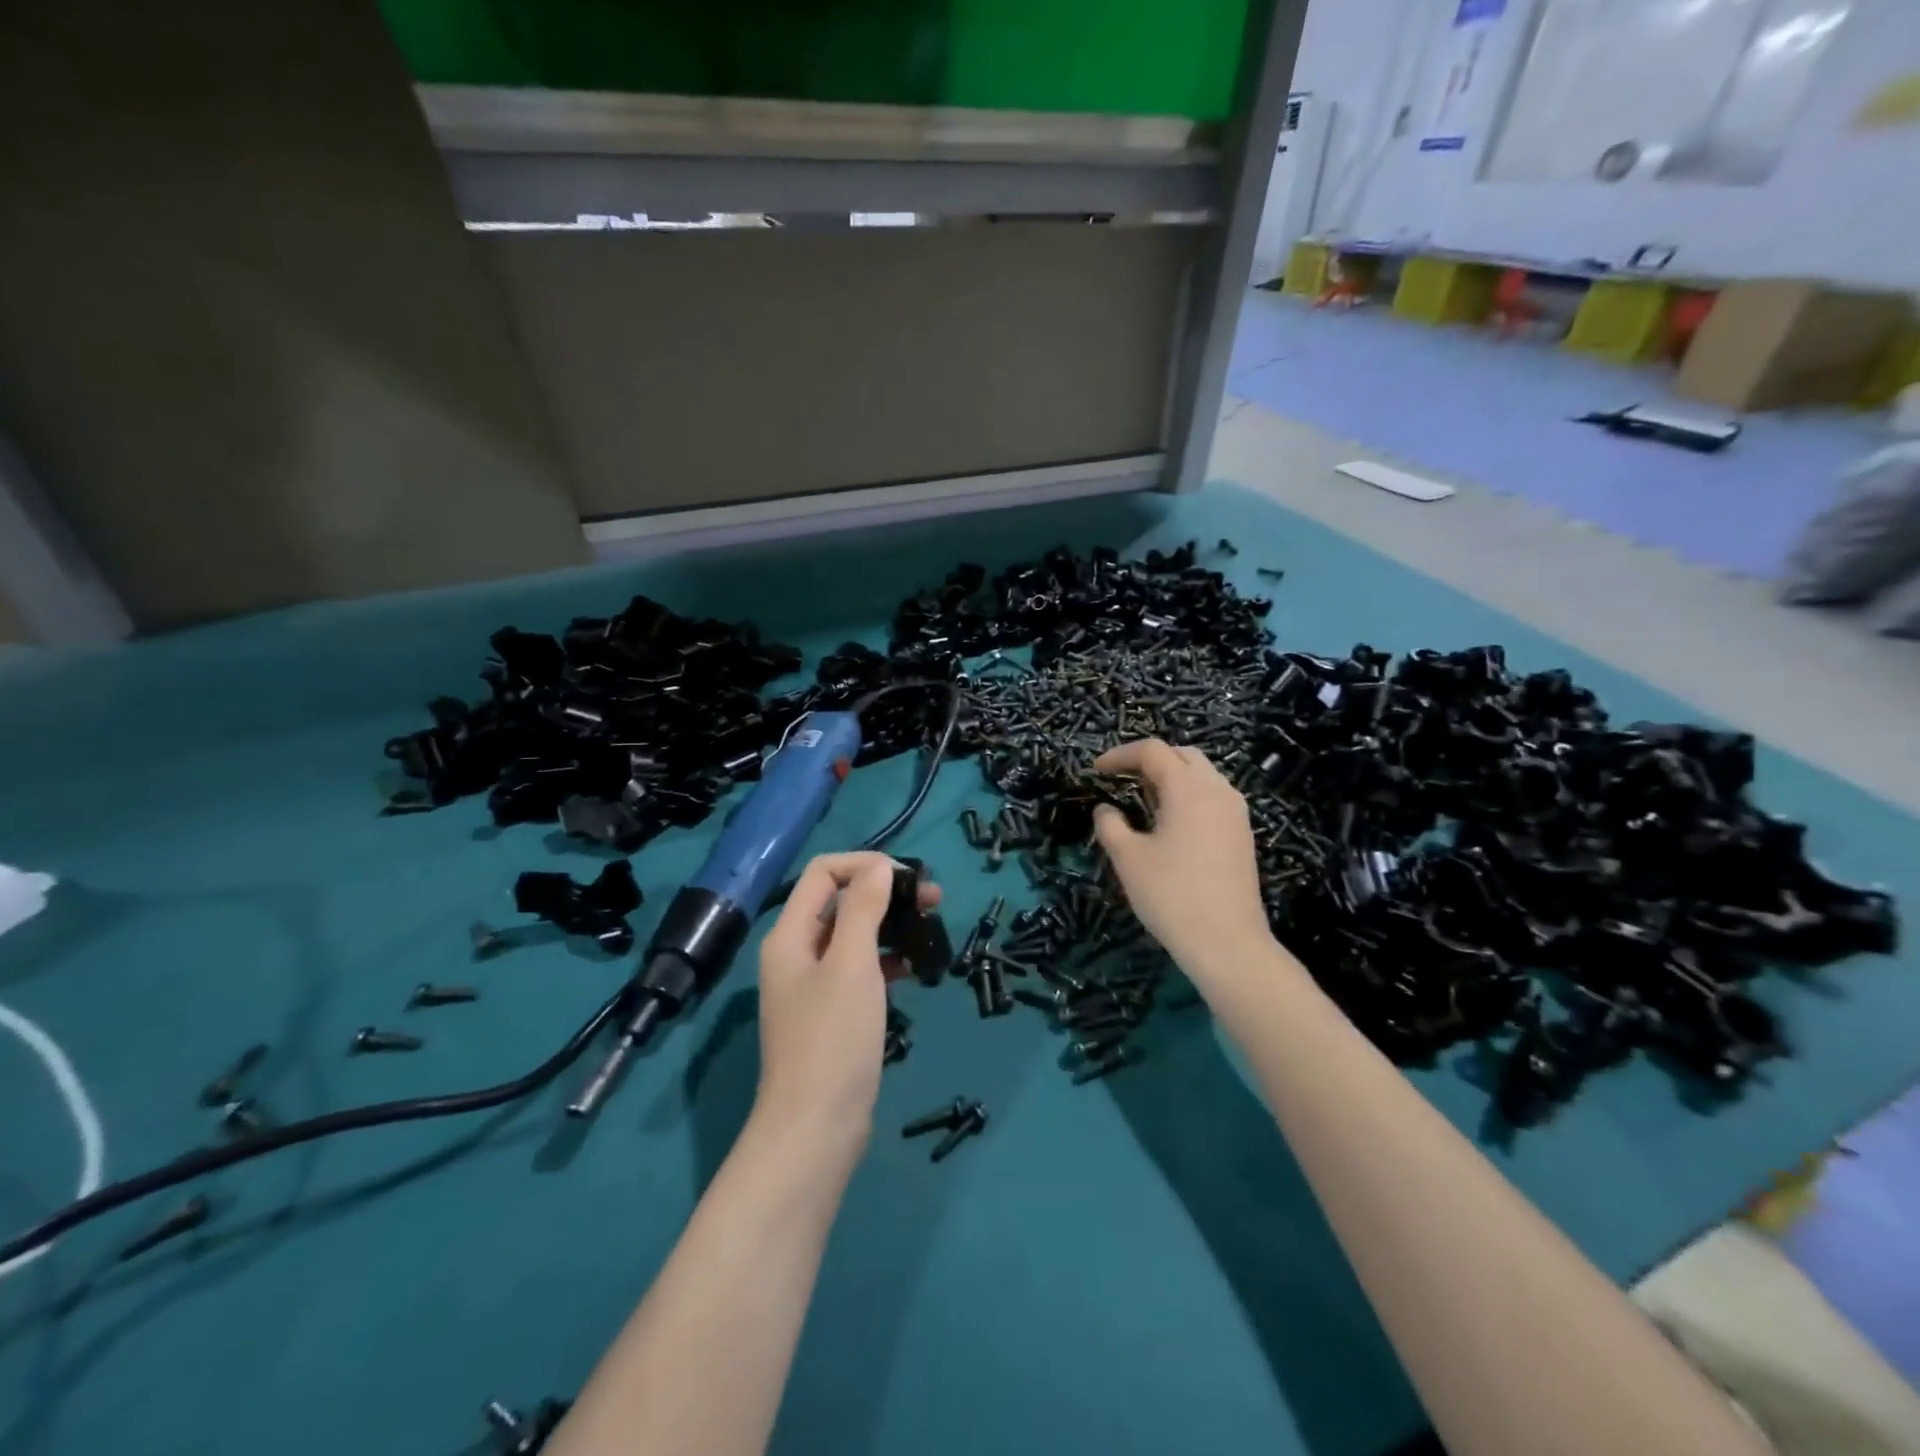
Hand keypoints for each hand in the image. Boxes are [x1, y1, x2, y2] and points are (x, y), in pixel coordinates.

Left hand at [754, 852, 940, 1152]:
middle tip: (933, 900)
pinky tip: (910, 967)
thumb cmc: (833, 1039)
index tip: (908, 878)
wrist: (815, 1129)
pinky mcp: (830, 1013)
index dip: (864, 864)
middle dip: (884, 892)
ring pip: (852, 935)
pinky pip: (857, 968)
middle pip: (839, 901)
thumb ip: (863, 909)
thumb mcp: (851, 964)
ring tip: (930, 928)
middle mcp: (796, 953)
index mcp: (790, 935)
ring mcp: (812, 985)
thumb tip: (879, 867)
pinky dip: (884, 958)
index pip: (823, 872)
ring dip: (888, 923)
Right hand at [1093, 739, 1272, 974]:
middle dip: (1150, 760)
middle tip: (1122, 778)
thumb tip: (1106, 810)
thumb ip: (1110, 826)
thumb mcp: (1128, 859)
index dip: (1121, 754)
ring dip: (1172, 777)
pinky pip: (1213, 797)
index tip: (1097, 770)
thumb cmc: (1172, 896)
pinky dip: (1189, 795)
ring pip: (1202, 775)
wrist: (1227, 943)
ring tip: (1144, 798)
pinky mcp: (1242, 835)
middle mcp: (1218, 791)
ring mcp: (1236, 813)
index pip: (1154, 751)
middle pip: (1183, 755)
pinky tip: (1171, 822)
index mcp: (1189, 789)